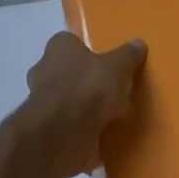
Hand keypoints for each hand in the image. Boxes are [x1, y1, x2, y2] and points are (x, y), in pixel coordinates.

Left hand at [17, 32, 147, 176]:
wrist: (62, 135)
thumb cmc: (88, 89)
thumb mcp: (118, 67)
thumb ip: (128, 55)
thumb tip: (137, 43)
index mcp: (58, 48)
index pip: (72, 42)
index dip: (89, 51)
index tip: (107, 63)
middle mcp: (43, 70)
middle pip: (68, 71)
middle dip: (86, 80)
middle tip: (112, 90)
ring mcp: (41, 102)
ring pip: (66, 99)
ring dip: (83, 107)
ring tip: (111, 116)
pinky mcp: (45, 129)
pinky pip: (67, 124)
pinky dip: (80, 129)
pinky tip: (100, 135)